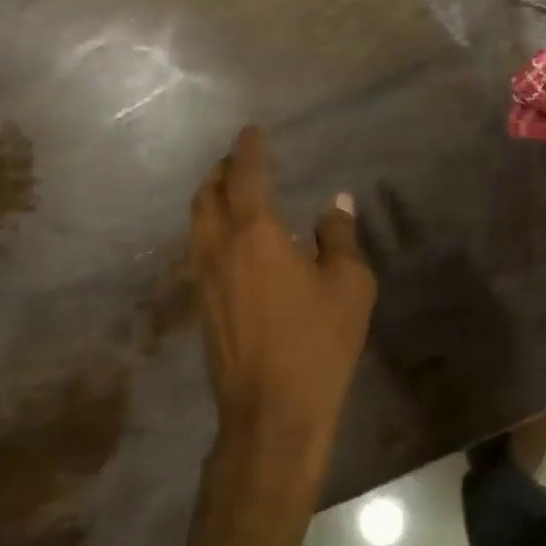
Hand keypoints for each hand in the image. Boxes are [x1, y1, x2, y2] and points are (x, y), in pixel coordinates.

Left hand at [191, 127, 376, 458]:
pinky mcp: (201, 305)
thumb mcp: (348, 285)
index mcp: (256, 233)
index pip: (247, 175)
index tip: (252, 131)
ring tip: (232, 192)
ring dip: (211, 197)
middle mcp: (220, 247)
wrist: (272, 414)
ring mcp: (204, 278)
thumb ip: (339, 237)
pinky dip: (210, 227)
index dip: (249, 148)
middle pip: (207, 193)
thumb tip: (335, 203)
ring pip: (197, 222)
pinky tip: (233, 241)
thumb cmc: (318, 344)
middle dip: (221, 169)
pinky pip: (199, 248)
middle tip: (240, 159)